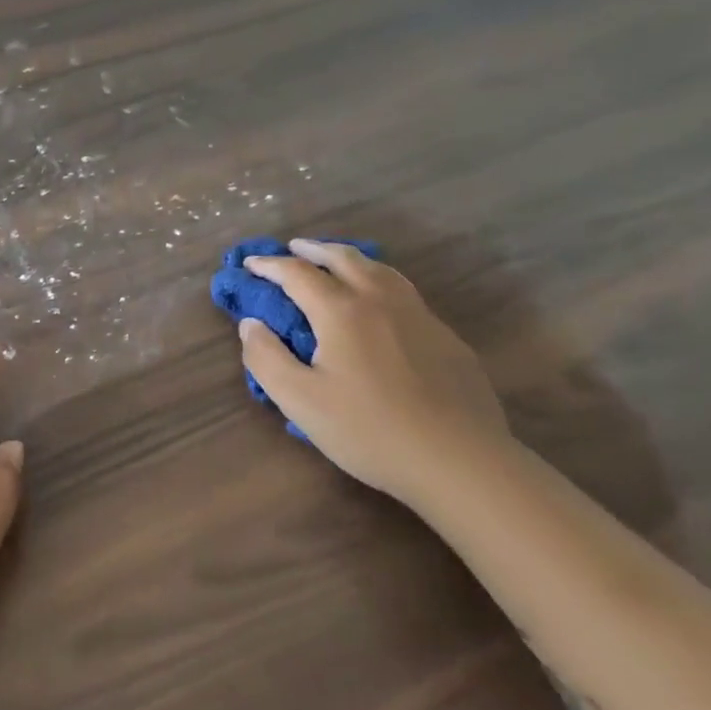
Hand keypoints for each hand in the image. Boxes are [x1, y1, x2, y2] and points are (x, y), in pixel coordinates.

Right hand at [237, 240, 511, 502]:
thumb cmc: (370, 431)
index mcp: (342, 312)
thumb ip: (266, 358)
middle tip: (294, 247)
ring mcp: (420, 317)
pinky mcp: (446, 338)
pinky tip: (380, 304)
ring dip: (350, 259)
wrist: (461, 461)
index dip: (270, 265)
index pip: (298, 274)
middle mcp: (381, 301)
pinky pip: (405, 293)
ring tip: (336, 262)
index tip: (249, 263)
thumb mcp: (300, 401)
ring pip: (381, 270)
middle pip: (344, 259)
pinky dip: (380, 282)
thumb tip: (251, 324)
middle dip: (314, 250)